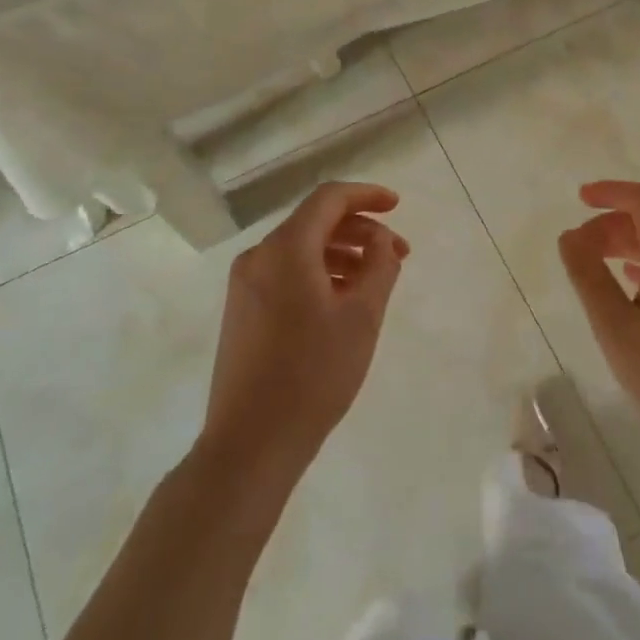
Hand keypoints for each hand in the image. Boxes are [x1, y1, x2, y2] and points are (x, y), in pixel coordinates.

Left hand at [202, 182, 409, 481]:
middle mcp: (259, 257)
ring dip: (342, 254)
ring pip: (301, 249)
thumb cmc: (313, 374)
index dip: (366, 196)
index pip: (329, 199)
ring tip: (375, 280)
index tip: (398, 206)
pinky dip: (319, 273)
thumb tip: (381, 240)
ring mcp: (245, 285)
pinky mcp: (242, 311)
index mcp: (286, 249)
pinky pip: (286, 273)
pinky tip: (342, 300)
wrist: (250, 443)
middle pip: (315, 222)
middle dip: (360, 231)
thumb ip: (379, 266)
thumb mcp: (362, 317)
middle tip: (398, 255)